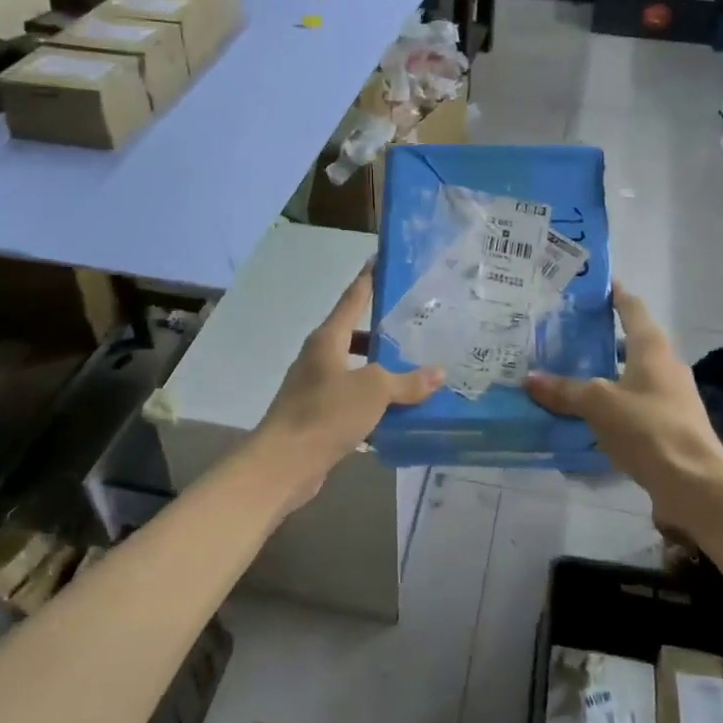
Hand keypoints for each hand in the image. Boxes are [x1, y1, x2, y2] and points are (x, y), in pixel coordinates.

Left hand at [254, 268, 442, 511]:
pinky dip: (371, 403)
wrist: (284, 463)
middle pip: (354, 336)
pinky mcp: (316, 416)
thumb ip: (407, 381)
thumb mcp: (374, 391)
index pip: (352, 298)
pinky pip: (350, 400)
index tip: (379, 259)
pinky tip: (396, 413)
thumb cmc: (327, 413)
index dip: (368, 279)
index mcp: (328, 339)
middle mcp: (318, 357)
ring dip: (379, 372)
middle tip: (414, 329)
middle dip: (382, 333)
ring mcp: (314, 387)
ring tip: (413, 372)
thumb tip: (439, 373)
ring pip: (354, 370)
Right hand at [525, 285, 722, 540]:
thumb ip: (564, 390)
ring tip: (569, 375)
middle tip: (565, 334)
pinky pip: (633, 405)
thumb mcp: (598, 404)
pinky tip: (587, 415)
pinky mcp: (669, 426)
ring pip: (631, 376)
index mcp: (652, 348)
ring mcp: (670, 397)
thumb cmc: (647, 428)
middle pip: (631, 342)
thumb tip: (529, 379)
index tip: (594, 285)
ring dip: (605, 373)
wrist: (694, 483)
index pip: (632, 308)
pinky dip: (611, 403)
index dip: (614, 294)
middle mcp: (665, 366)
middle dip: (601, 338)